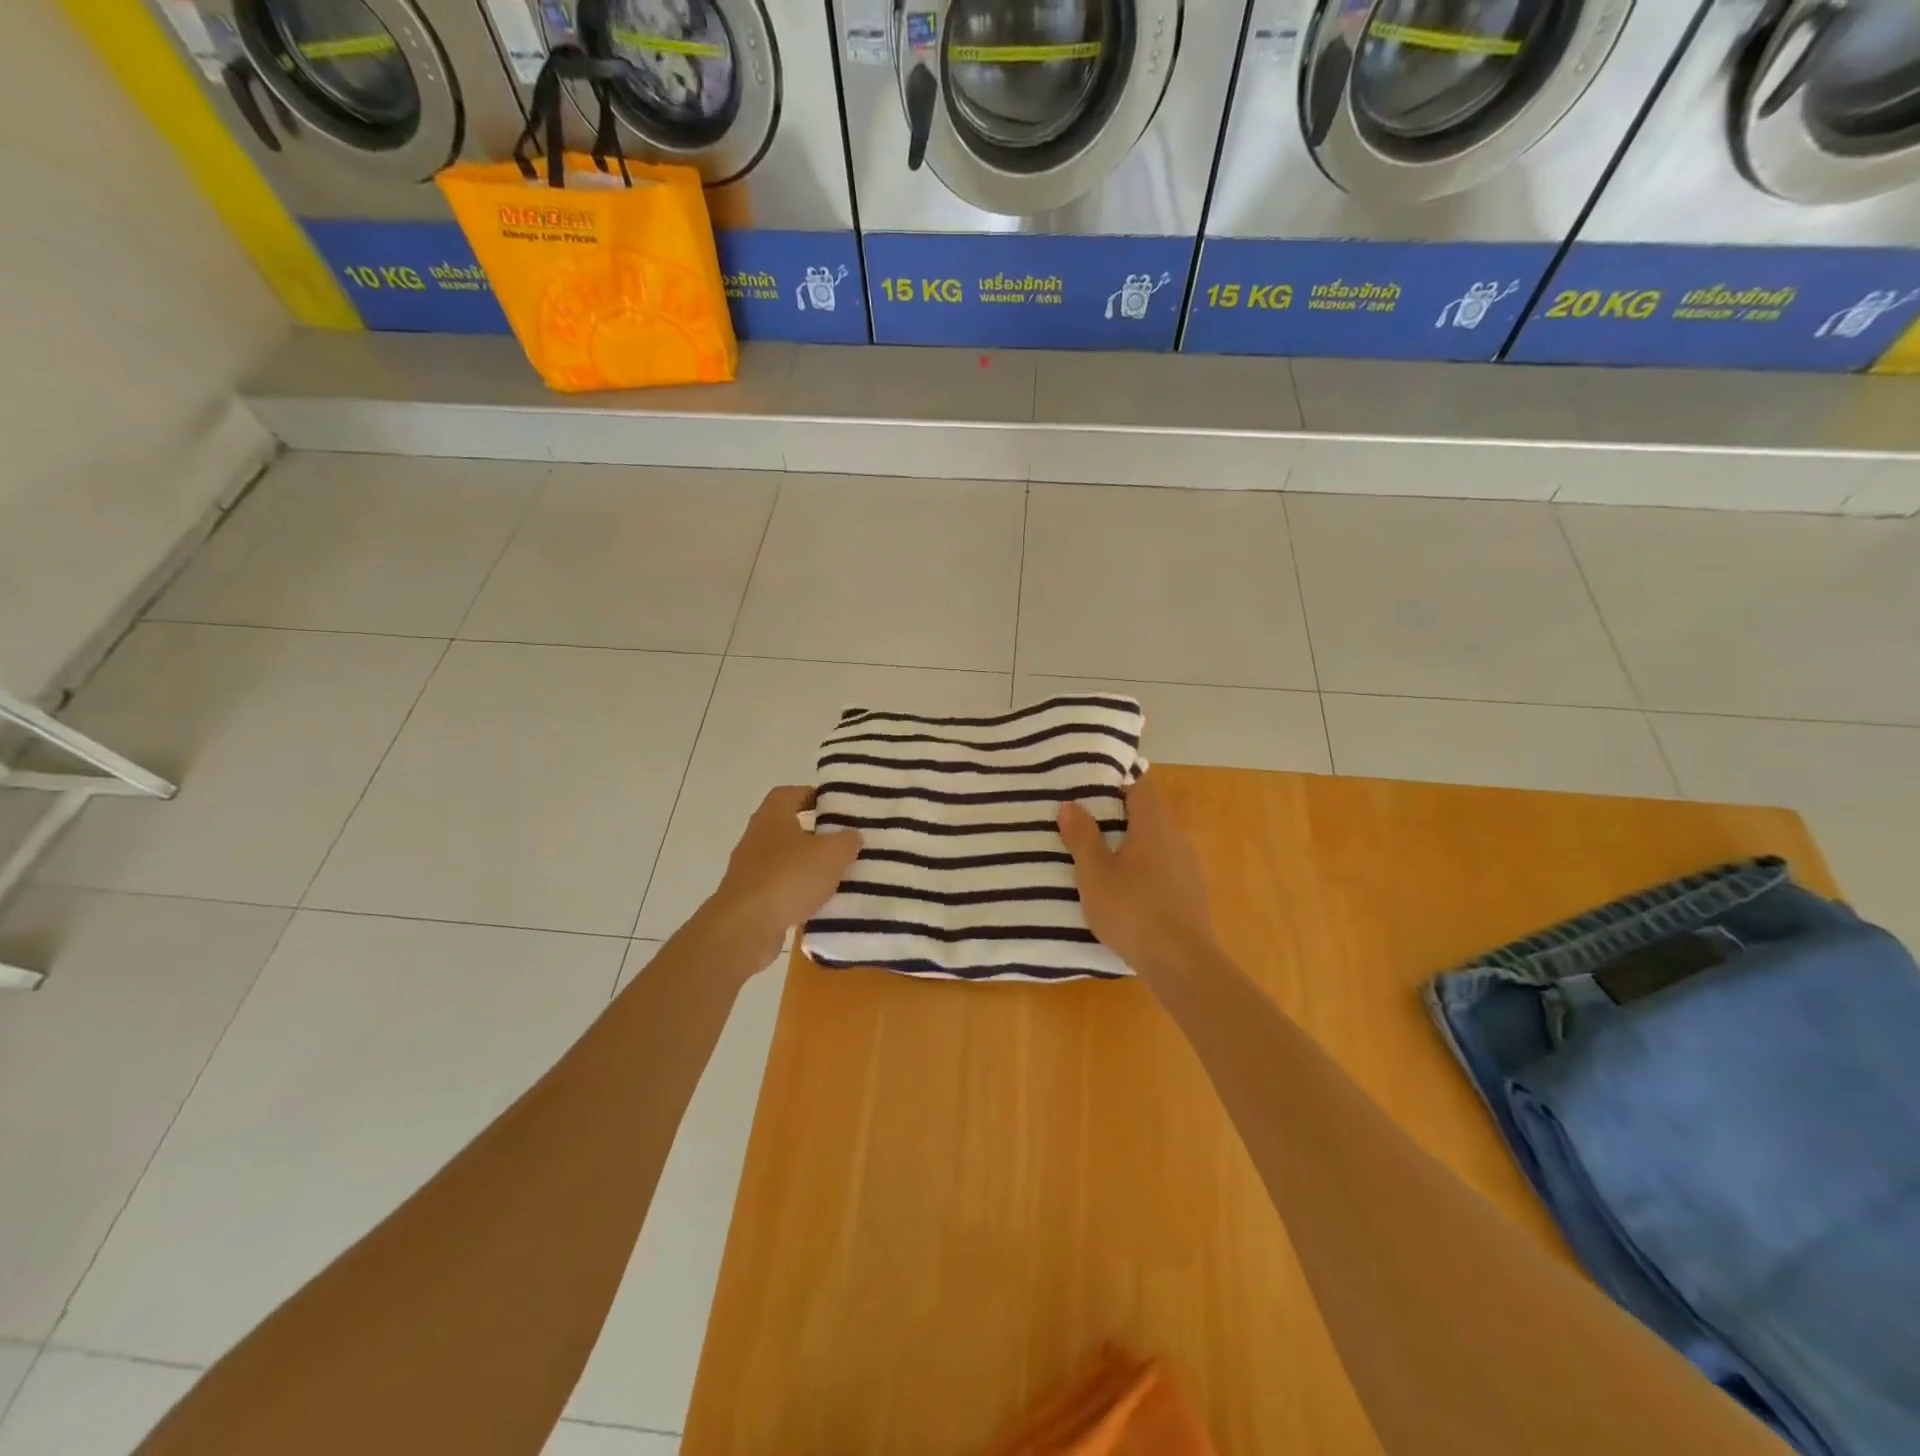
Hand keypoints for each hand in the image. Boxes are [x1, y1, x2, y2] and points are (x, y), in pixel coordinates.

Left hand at [698, 786, 862, 967]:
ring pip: (785, 860)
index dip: (813, 796)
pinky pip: (780, 888)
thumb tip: (852, 836)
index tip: (837, 807)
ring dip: (808, 867)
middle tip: (844, 843)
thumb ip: (847, 841)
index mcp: (772, 815)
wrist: (745, 927)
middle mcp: (756, 837)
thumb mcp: (832, 853)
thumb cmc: (789, 877)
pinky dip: (798, 893)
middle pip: (788, 828)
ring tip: (837, 876)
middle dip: (816, 834)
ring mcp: (749, 869)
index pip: (791, 793)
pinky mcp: (749, 899)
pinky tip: (819, 904)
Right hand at [1059, 774, 1219, 983]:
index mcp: (1154, 828)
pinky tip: (1127, 895)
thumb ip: (1082, 837)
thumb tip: (1071, 804)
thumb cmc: (1132, 910)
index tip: (1094, 786)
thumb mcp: (1095, 874)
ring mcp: (1189, 870)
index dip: (1120, 782)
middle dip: (1121, 818)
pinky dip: (1145, 874)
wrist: (1181, 963)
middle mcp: (1177, 841)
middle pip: (1149, 817)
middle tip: (1089, 825)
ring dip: (1133, 849)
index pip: (1141, 787)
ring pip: (1157, 847)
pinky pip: (1164, 872)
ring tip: (1104, 862)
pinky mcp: (1192, 897)